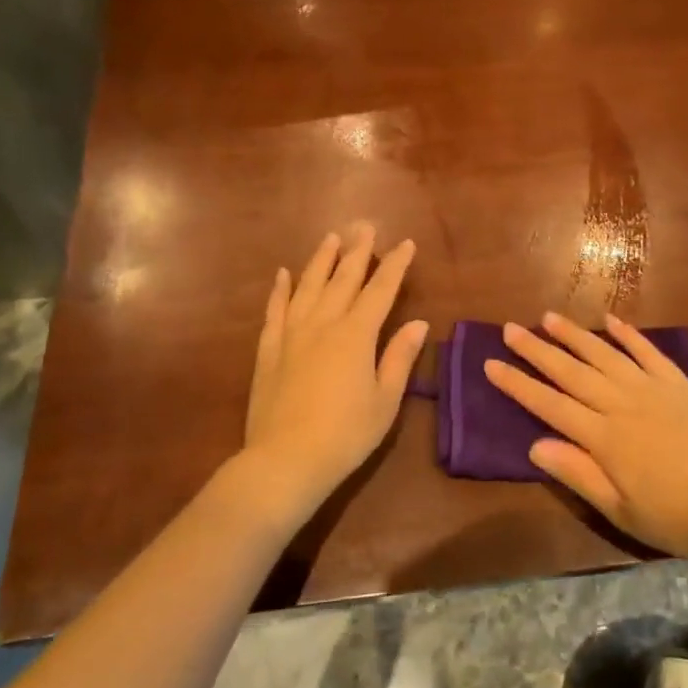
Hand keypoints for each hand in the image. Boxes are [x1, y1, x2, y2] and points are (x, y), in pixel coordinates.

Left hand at [242, 224, 426, 512]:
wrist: (285, 461)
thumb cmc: (345, 435)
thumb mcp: (385, 401)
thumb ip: (399, 357)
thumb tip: (418, 323)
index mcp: (357, 335)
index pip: (381, 291)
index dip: (395, 265)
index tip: (405, 244)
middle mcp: (324, 324)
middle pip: (344, 279)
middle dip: (357, 251)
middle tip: (364, 225)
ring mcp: (292, 335)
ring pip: (308, 286)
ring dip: (321, 260)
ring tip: (331, 238)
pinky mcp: (269, 351)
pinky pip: (275, 311)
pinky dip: (280, 290)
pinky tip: (283, 274)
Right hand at [485, 312, 687, 560]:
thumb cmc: (677, 518)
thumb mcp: (621, 510)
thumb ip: (578, 474)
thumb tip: (534, 444)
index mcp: (603, 437)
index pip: (549, 404)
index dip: (518, 385)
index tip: (491, 364)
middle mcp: (621, 404)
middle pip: (571, 371)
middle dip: (537, 350)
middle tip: (510, 329)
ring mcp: (652, 389)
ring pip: (604, 354)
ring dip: (574, 335)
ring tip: (549, 316)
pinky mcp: (680, 384)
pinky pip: (649, 352)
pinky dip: (629, 334)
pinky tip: (611, 319)